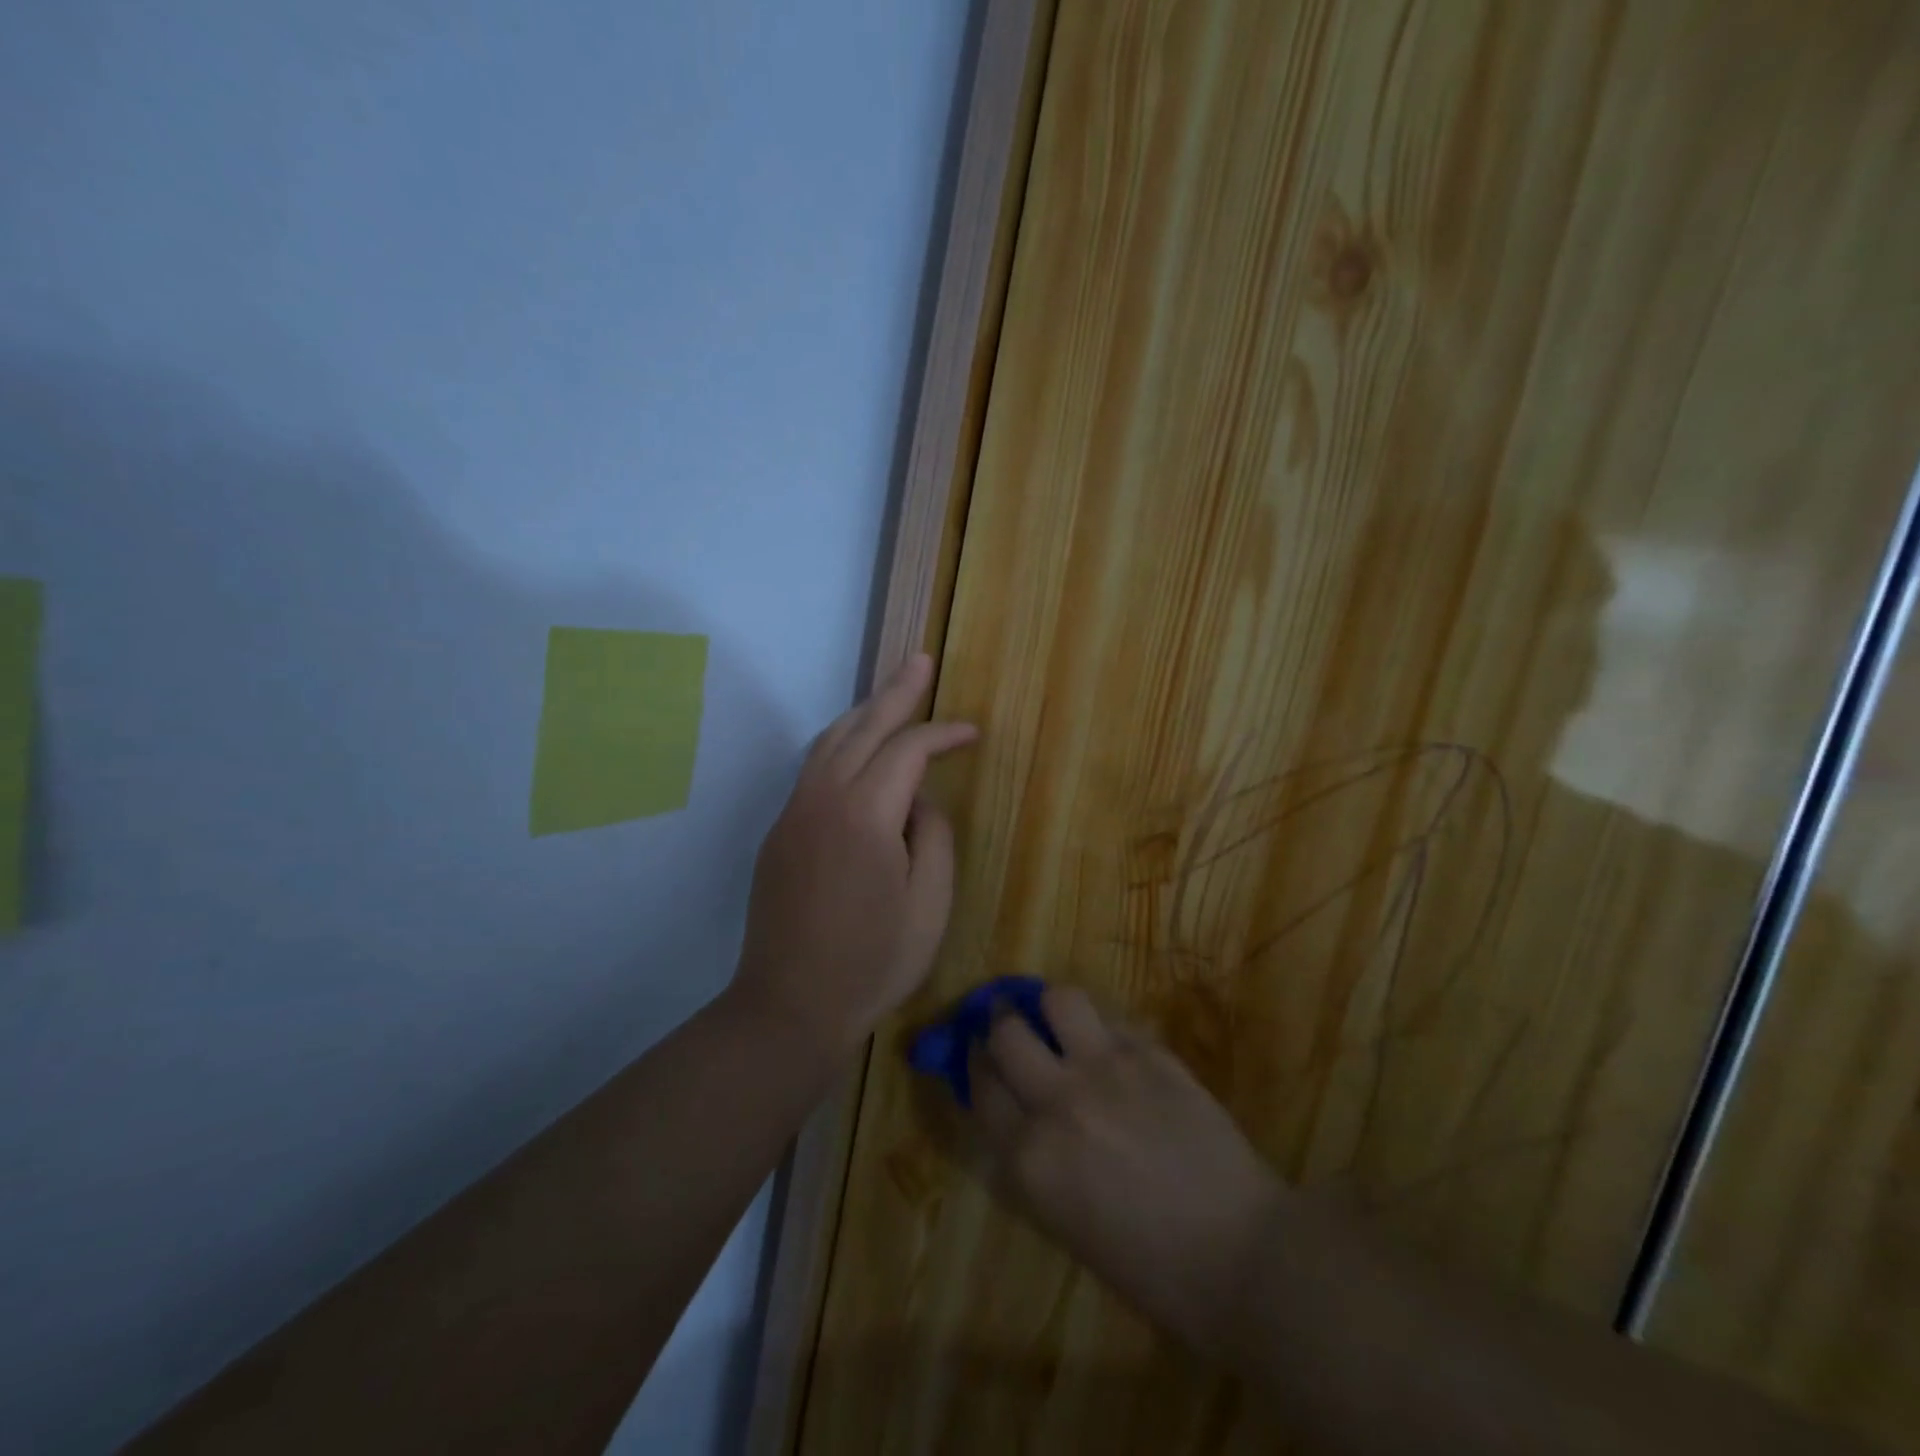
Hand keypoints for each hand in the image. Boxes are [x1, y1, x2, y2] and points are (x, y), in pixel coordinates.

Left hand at [733, 653, 977, 1055]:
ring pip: (829, 741)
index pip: (907, 751)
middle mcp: (822, 799)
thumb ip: (933, 838)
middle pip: (862, 727)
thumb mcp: (929, 905)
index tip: (972, 732)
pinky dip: (841, 744)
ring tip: (890, 695)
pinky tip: (858, 750)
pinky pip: (813, 769)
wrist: (789, 1006)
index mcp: (865, 815)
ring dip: (863, 713)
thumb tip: (918, 801)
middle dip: (896, 692)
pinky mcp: (779, 832)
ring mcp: (793, 813)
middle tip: (919, 661)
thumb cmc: (872, 962)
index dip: (942, 733)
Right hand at [963, 987, 1288, 1354]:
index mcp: (1031, 1158)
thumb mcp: (1067, 1224)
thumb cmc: (1152, 1269)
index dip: (975, 1065)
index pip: (982, 1088)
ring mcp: (1107, 1069)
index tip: (978, 1054)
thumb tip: (1016, 1114)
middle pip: (1007, 1033)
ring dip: (1051, 1007)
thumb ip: (1033, 1161)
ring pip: (1058, 1000)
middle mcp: (1058, 1102)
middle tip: (1008, 1023)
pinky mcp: (1152, 1054)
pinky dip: (1103, 1028)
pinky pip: (1113, 1020)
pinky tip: (1113, 1046)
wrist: (1242, 1256)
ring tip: (1059, 1018)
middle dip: (1000, 1024)